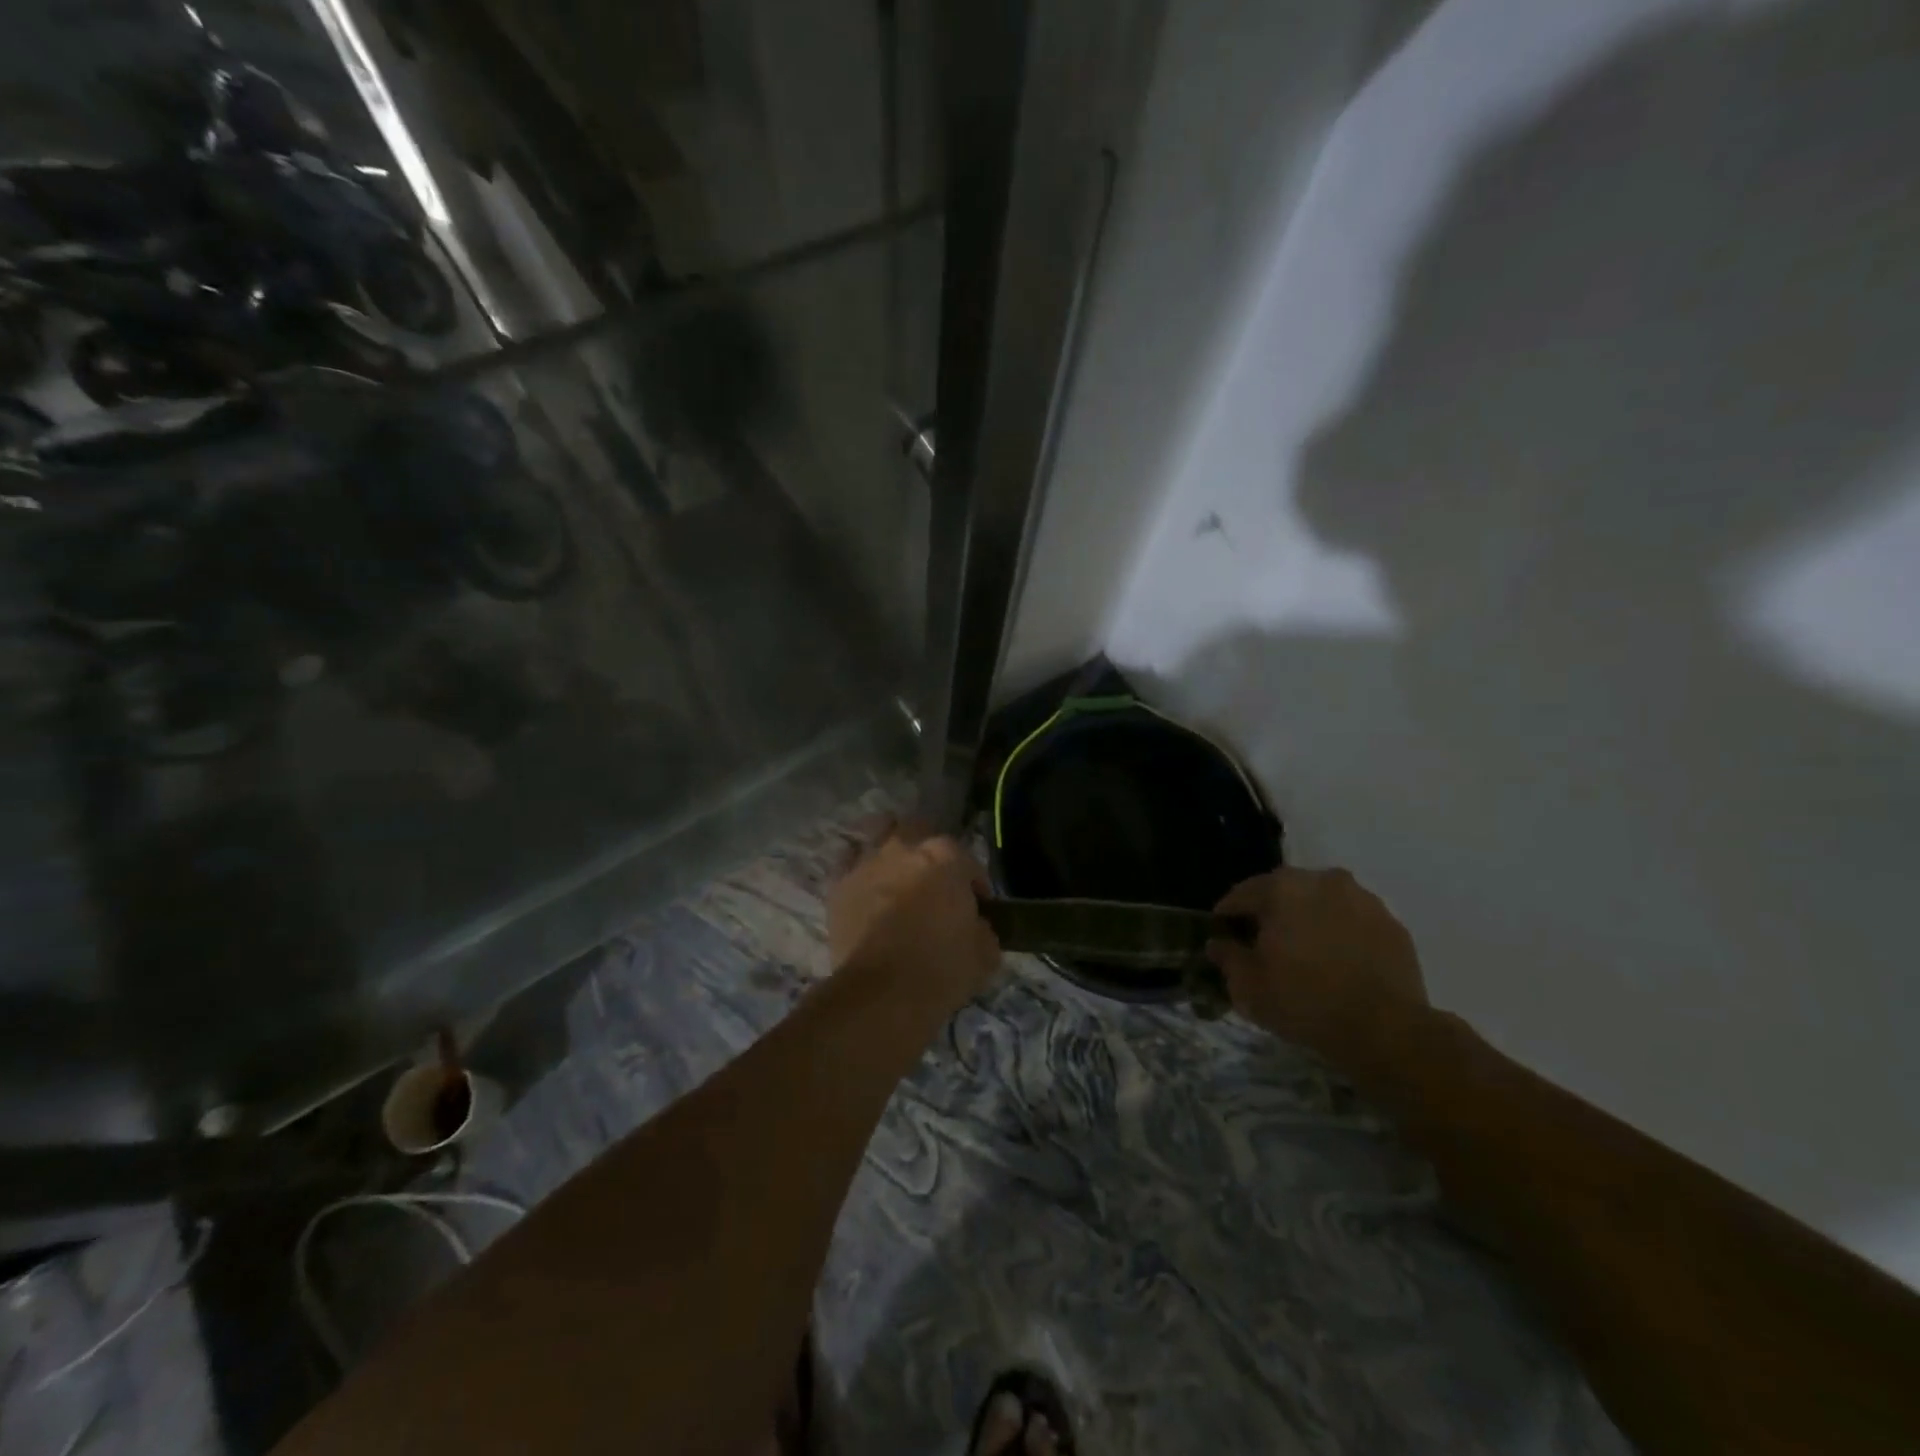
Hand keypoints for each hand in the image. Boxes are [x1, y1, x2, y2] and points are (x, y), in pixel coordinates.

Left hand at [828, 825, 1001, 1013]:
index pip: (968, 862)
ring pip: (879, 835)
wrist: (882, 993)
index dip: (974, 884)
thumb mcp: (985, 953)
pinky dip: (860, 871)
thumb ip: (982, 928)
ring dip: (891, 851)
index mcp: (946, 857)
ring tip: (896, 874)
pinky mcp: (838, 885)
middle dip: (928, 852)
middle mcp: (905, 848)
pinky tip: (866, 888)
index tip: (977, 907)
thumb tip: (975, 926)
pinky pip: (849, 864)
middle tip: (934, 882)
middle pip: (919, 832)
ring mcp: (868, 862)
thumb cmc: (941, 970)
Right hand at [1208, 867, 1429, 1072]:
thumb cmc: (1304, 1001)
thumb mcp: (1248, 986)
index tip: (1223, 938)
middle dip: (1271, 914)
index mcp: (1282, 888)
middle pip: (1284, 892)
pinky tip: (1338, 964)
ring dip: (1308, 920)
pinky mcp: (1393, 925)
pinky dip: (1341, 935)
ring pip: (1322, 903)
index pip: (1241, 894)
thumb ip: (1228, 957)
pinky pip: (1353, 922)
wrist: (1386, 1031)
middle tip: (1263, 946)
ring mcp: (1363, 900)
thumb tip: (1218, 944)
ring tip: (1305, 954)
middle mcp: (1322, 880)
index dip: (1227, 917)